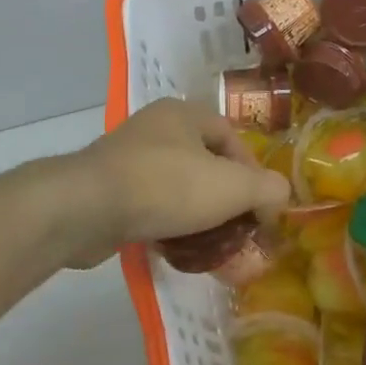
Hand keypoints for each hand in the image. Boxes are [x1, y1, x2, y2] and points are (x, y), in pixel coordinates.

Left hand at [61, 99, 290, 268]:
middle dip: (226, 199)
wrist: (86, 209)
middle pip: (206, 164)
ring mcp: (127, 158)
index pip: (232, 137)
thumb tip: (280, 198)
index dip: (253, 172)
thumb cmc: (165, 186)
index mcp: (184, 113)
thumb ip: (267, 189)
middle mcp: (155, 128)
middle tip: (239, 230)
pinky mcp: (107, 190)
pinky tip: (177, 250)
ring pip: (178, 187)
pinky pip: (151, 205)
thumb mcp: (231, 186)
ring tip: (213, 247)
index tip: (261, 208)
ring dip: (198, 215)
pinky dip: (168, 225)